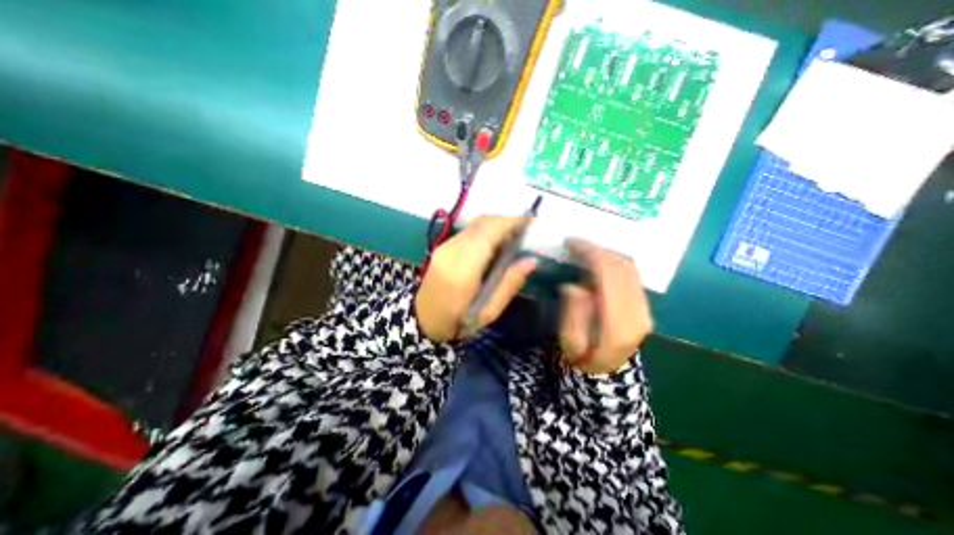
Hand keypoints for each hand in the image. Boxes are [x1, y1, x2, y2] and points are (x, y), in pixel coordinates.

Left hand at [416, 215, 539, 341]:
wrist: (424, 319)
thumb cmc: (459, 321)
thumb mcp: (489, 312)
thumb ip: (509, 284)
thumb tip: (531, 260)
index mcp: (463, 271)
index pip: (488, 234)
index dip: (510, 223)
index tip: (530, 221)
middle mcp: (451, 252)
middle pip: (482, 223)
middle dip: (506, 220)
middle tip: (526, 228)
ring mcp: (444, 246)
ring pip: (475, 223)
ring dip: (496, 223)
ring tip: (514, 233)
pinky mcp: (442, 246)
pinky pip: (468, 230)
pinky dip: (486, 229)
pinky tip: (495, 241)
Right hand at [561, 240, 651, 374]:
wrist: (606, 372)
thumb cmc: (583, 357)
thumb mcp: (569, 340)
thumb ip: (573, 312)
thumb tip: (574, 286)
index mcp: (620, 323)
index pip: (609, 276)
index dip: (591, 254)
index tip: (572, 243)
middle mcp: (639, 313)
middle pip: (622, 268)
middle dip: (598, 250)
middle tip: (576, 243)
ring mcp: (645, 308)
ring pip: (629, 268)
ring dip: (606, 254)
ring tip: (585, 250)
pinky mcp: (644, 305)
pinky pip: (631, 274)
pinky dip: (614, 262)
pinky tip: (599, 261)